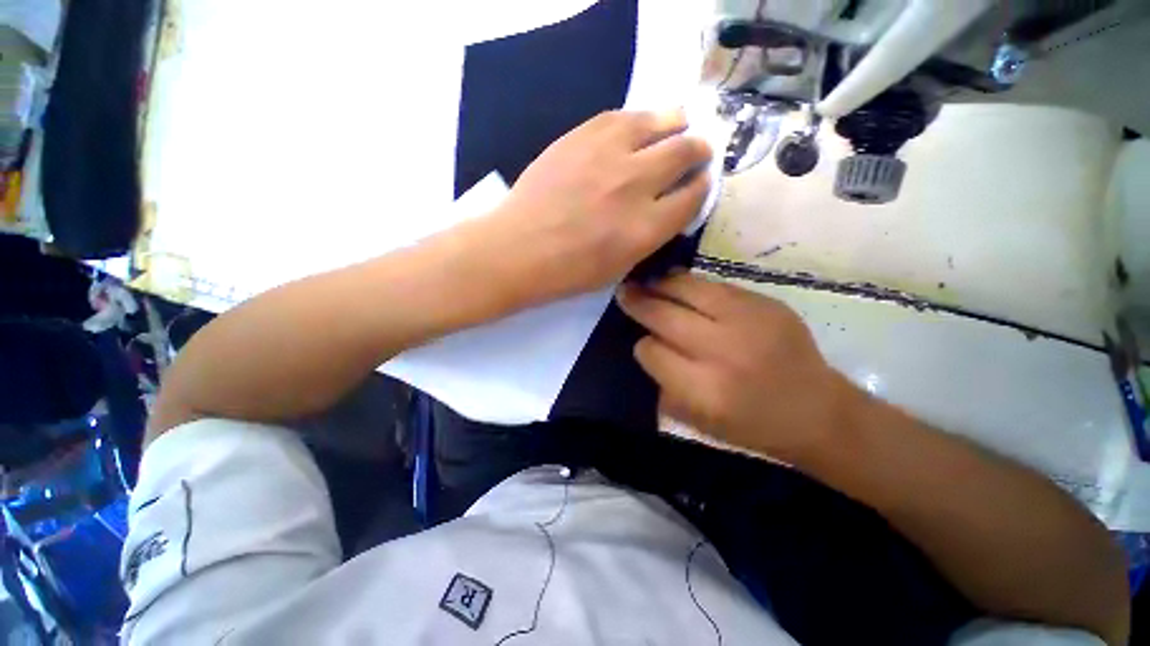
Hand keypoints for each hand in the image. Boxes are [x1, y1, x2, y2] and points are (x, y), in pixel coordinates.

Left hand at [483, 110, 712, 305]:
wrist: (519, 249)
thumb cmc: (569, 271)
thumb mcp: (620, 267)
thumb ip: (650, 236)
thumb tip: (668, 208)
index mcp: (645, 228)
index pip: (693, 196)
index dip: (702, 187)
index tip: (699, 184)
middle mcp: (635, 185)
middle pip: (685, 151)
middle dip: (698, 151)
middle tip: (697, 152)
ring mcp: (608, 154)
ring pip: (661, 121)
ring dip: (677, 124)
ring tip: (677, 127)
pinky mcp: (582, 135)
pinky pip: (623, 115)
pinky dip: (639, 120)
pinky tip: (638, 128)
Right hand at [617, 273, 864, 463]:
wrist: (817, 410)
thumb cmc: (751, 424)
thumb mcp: (697, 420)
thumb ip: (664, 383)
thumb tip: (644, 344)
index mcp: (704, 390)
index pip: (650, 351)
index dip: (642, 345)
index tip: (643, 342)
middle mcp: (723, 350)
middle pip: (663, 315)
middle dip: (639, 302)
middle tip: (625, 292)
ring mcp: (747, 321)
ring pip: (686, 289)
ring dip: (661, 284)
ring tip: (648, 282)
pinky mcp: (765, 303)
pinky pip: (714, 284)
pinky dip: (691, 284)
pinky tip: (680, 285)